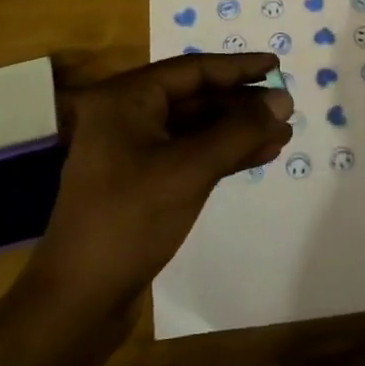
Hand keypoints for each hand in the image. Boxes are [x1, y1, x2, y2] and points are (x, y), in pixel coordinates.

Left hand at [29, 53, 291, 312]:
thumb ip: (239, 131)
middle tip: (285, 105)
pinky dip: (223, 154)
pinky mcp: (142, 182)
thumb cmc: (130, 221)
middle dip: (241, 103)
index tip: (276, 65)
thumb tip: (283, 100)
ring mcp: (132, 152)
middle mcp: (126, 117)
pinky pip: (189, 155)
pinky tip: (259, 155)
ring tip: (281, 133)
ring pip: (195, 128)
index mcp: (125, 100)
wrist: (79, 300)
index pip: (191, 70)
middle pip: (194, 97)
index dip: (237, 67)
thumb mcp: (190, 170)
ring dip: (237, 130)